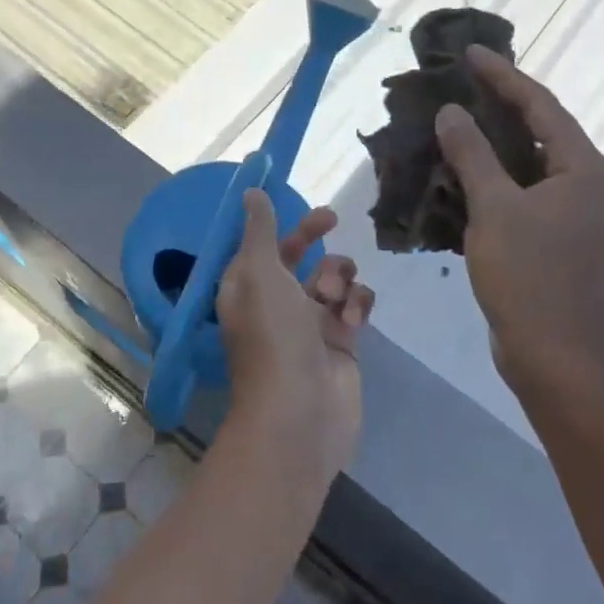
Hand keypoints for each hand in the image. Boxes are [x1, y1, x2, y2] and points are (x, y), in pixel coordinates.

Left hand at [215, 192, 372, 479]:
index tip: (299, 198)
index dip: (281, 221)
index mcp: (247, 287)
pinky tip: (351, 322)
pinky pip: (354, 306)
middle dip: (314, 237)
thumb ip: (260, 230)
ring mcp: (310, 324)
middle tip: (332, 219)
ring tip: (334, 298)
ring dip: (338, 276)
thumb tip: (250, 192)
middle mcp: (276, 303)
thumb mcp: (259, 272)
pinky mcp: (341, 343)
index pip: (264, 244)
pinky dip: (356, 306)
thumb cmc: (273, 335)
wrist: (300, 412)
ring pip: (332, 279)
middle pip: (299, 257)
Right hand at [434, 45, 603, 399]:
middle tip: (454, 83)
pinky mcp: (548, 237)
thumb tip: (450, 112)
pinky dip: (485, 178)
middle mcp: (582, 183)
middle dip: (494, 105)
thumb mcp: (495, 208)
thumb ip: (472, 155)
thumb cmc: (531, 277)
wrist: (555, 356)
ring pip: (521, 163)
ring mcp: (566, 213)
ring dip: (485, 144)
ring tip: (446, 121)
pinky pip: (514, 192)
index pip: (540, 105)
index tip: (469, 53)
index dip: (503, 76)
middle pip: (535, 129)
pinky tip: (451, 173)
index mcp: (583, 168)